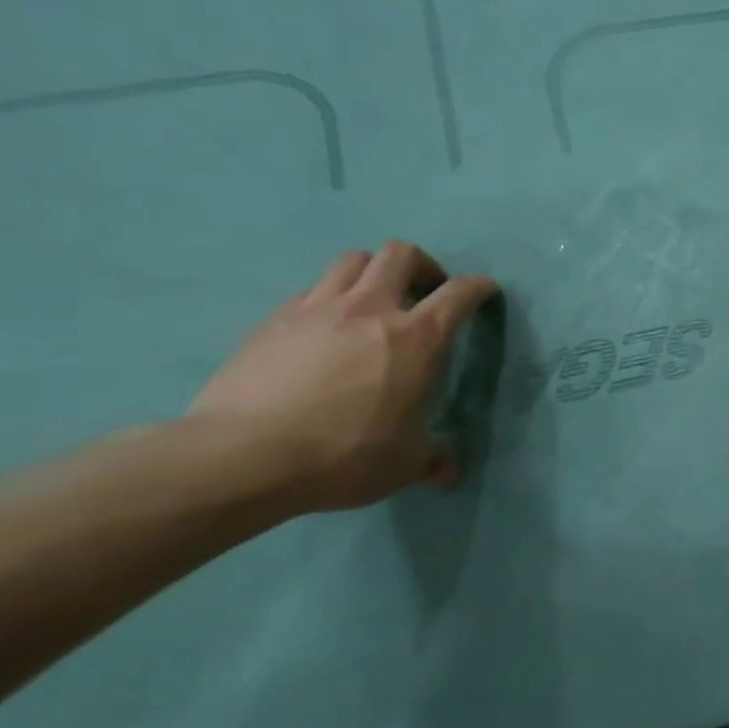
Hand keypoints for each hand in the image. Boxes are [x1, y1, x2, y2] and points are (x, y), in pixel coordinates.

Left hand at [188, 242, 498, 512]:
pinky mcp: (273, 320)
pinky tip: (325, 329)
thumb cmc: (344, 455)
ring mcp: (317, 308)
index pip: (459, 294)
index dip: (478, 286)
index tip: (485, 290)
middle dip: (422, 265)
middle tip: (425, 291)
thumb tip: (448, 473)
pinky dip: (329, 298)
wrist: (243, 456)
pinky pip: (311, 290)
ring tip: (374, 301)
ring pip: (352, 260)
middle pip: (400, 254)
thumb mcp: (404, 464)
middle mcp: (371, 309)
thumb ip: (432, 458)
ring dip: (373, 272)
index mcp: (417, 338)